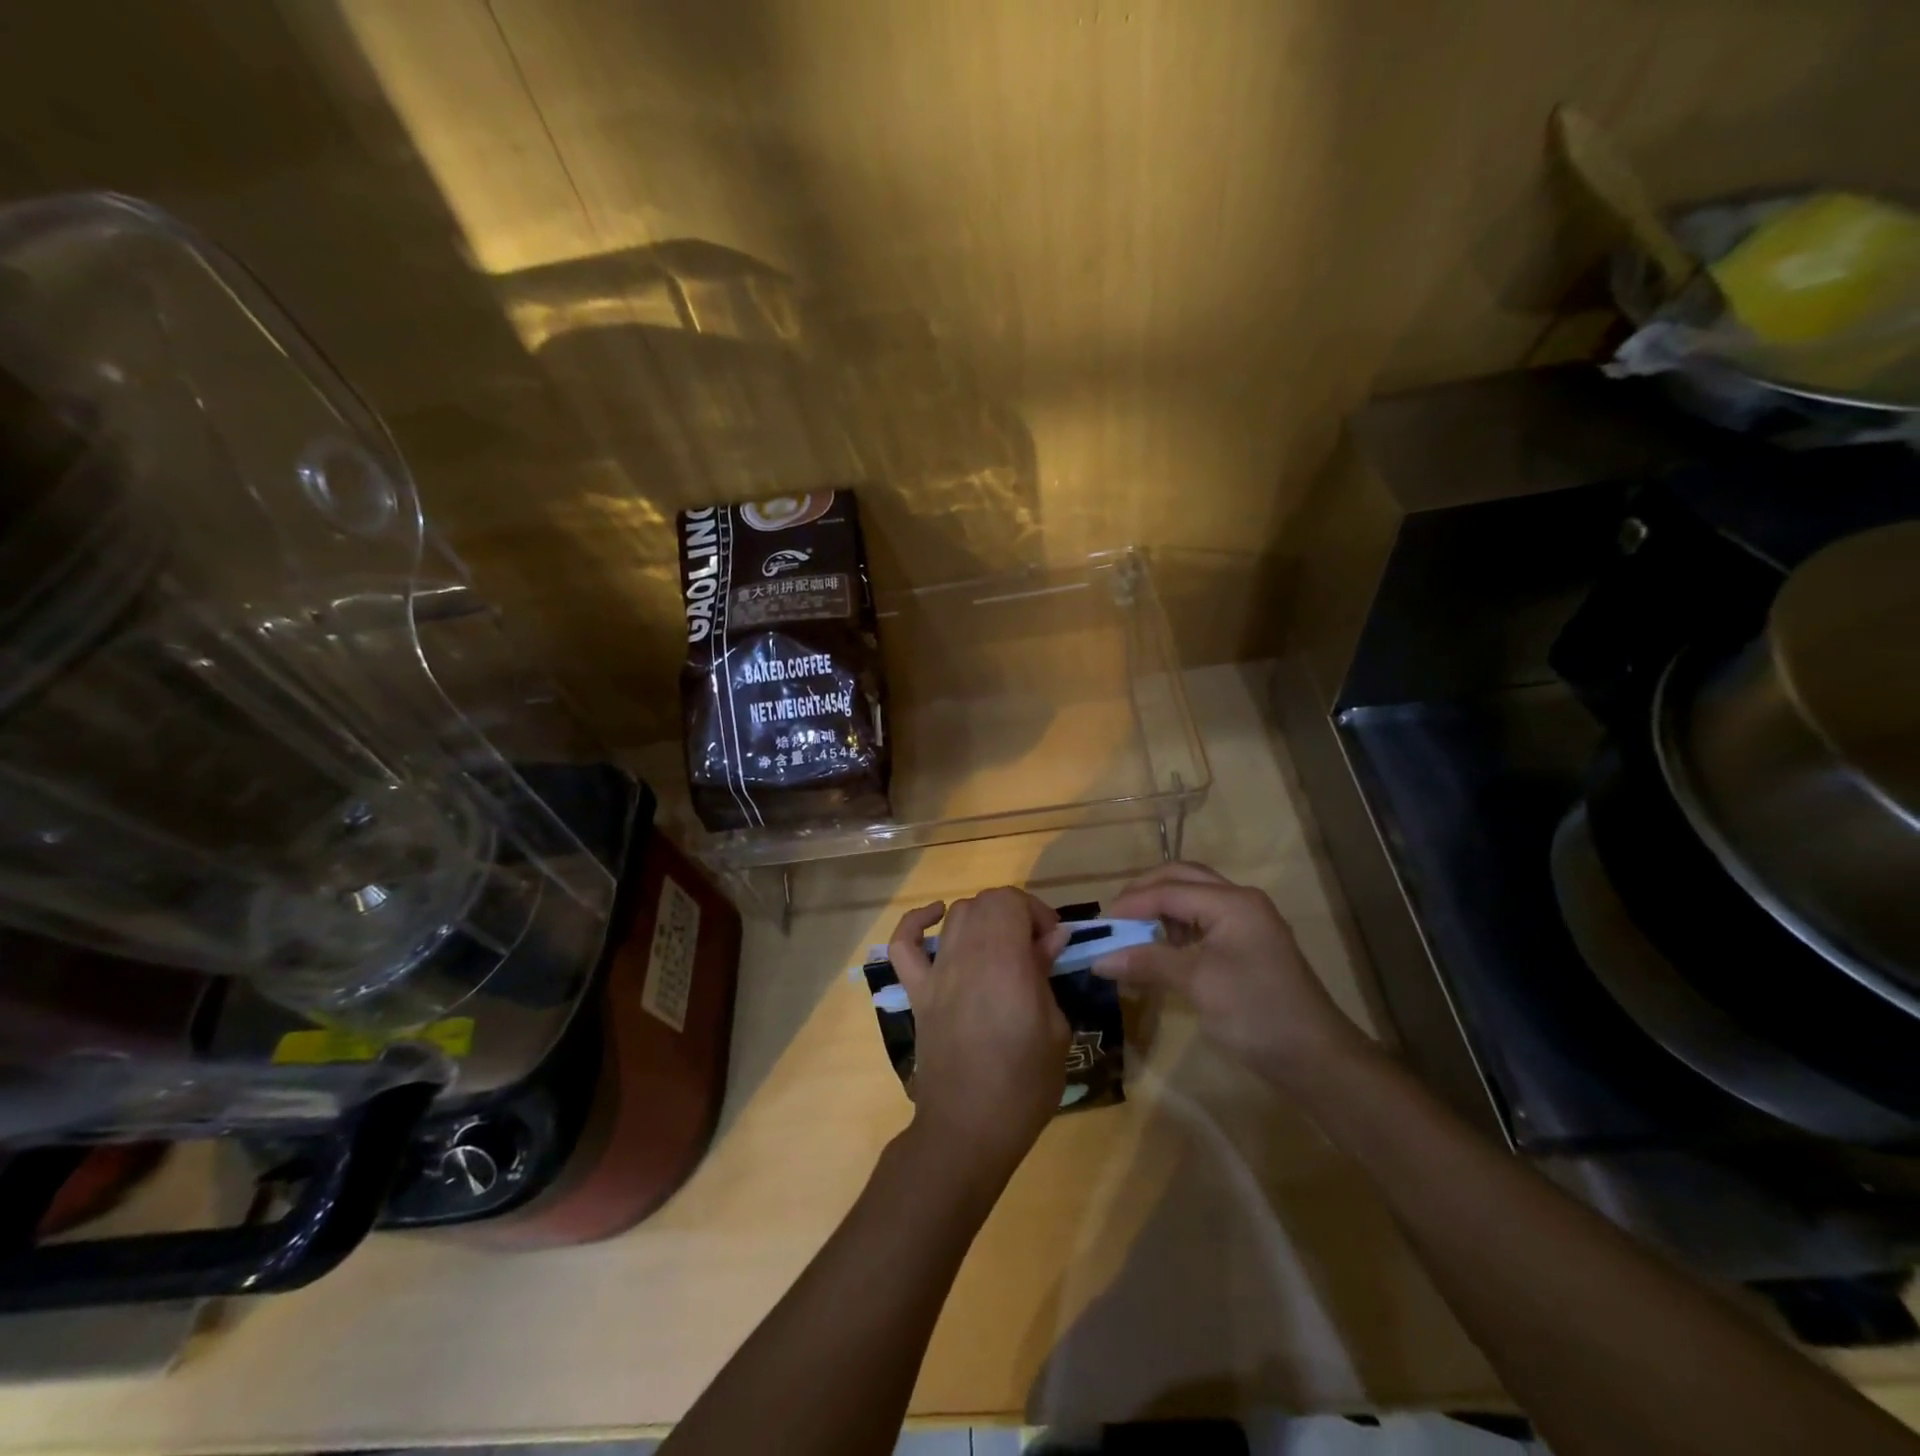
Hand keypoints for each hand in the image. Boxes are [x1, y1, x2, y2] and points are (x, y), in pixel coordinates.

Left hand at [888, 888, 1070, 1182]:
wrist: (968, 1129)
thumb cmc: (1023, 1084)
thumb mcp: (1056, 1029)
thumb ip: (1046, 974)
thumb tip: (1050, 938)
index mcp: (1004, 962)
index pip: (1011, 900)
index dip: (1036, 911)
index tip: (1052, 942)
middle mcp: (966, 955)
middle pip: (985, 902)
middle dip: (1014, 913)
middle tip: (1033, 946)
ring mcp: (936, 972)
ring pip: (955, 915)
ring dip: (981, 919)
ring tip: (999, 945)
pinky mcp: (916, 992)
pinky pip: (903, 945)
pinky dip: (916, 923)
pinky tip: (936, 918)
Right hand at [1092, 862, 1373, 1092]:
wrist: (1317, 1059)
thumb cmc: (1255, 1013)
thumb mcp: (1196, 984)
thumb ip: (1147, 962)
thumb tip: (1098, 959)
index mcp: (1231, 902)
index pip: (1168, 890)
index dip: (1130, 905)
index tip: (1099, 926)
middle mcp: (1240, 901)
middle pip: (1182, 879)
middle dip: (1145, 893)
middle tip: (1115, 918)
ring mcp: (1247, 922)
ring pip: (1193, 897)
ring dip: (1161, 908)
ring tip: (1135, 934)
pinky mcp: (1248, 945)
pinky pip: (1204, 921)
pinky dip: (1178, 928)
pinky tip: (1163, 951)